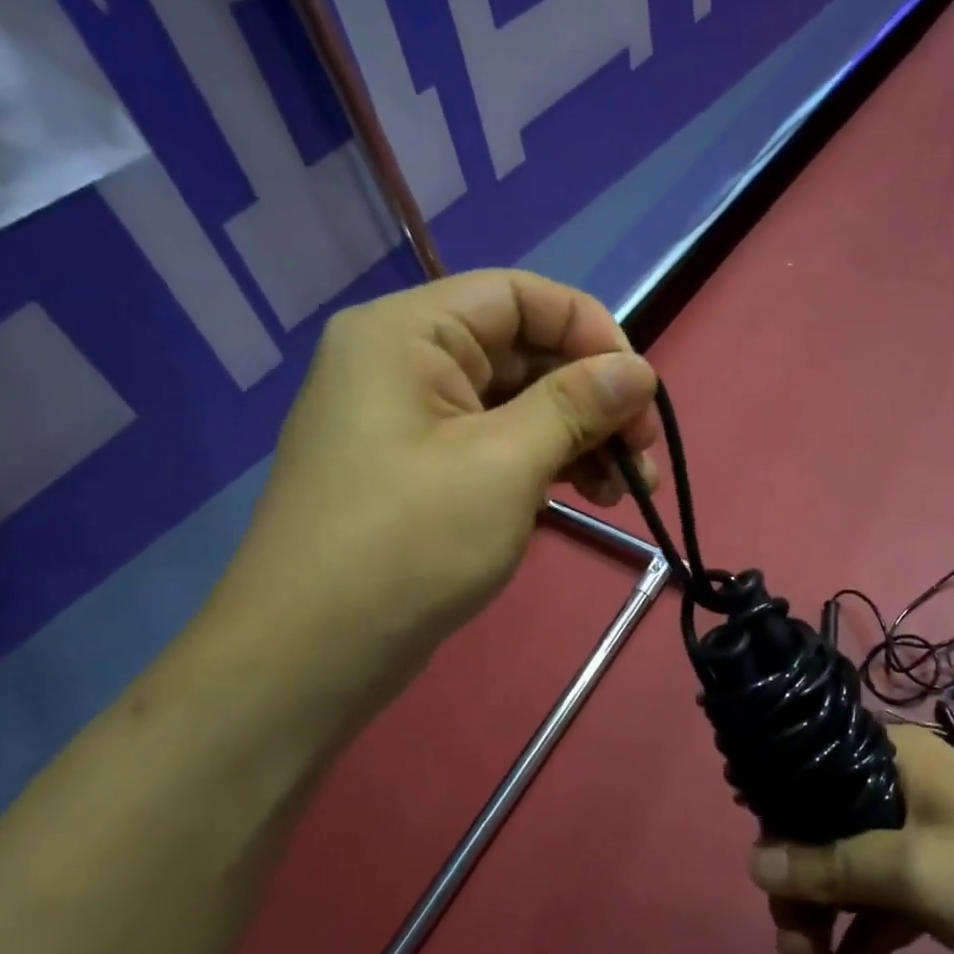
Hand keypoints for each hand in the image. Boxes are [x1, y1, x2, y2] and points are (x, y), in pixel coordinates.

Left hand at [198, 270, 660, 726]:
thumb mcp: (505, 464)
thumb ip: (577, 404)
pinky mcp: (423, 468)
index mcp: (408, 333)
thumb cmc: (407, 544)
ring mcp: (412, 419)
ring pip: (518, 403)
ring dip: (580, 436)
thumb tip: (639, 370)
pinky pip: (498, 443)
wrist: (309, 658)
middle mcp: (405, 361)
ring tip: (628, 488)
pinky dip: (548, 462)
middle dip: (594, 397)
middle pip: (524, 351)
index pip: (519, 295)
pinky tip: (588, 496)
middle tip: (644, 452)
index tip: (640, 387)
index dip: (590, 330)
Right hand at [747, 725, 953, 953]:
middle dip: (805, 899)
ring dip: (826, 932)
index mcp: (892, 758)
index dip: (782, 827)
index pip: (812, 778)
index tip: (766, 884)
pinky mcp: (936, 886)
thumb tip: (753, 863)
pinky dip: (857, 949)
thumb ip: (831, 865)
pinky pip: (881, 911)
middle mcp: (898, 788)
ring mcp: (917, 839)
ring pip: (851, 879)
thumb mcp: (913, 871)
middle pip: (826, 836)